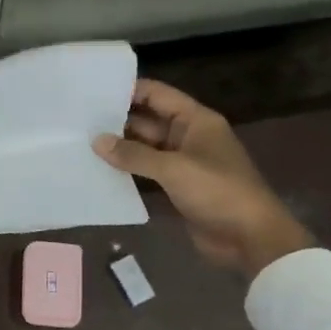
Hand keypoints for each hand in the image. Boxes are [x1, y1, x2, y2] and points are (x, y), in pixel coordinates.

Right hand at [93, 79, 313, 279]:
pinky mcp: (178, 187)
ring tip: (83, 142)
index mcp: (196, 120)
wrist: (251, 239)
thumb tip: (96, 141)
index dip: (130, 90)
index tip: (94, 92)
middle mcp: (189, 136)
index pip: (158, 94)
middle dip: (118, 120)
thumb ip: (134, 154)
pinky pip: (148, 171)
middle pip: (149, 120)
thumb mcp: (174, 169)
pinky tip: (101, 169)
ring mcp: (184, 162)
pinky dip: (129, 170)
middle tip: (80, 120)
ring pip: (146, 147)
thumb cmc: (217, 191)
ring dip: (121, 147)